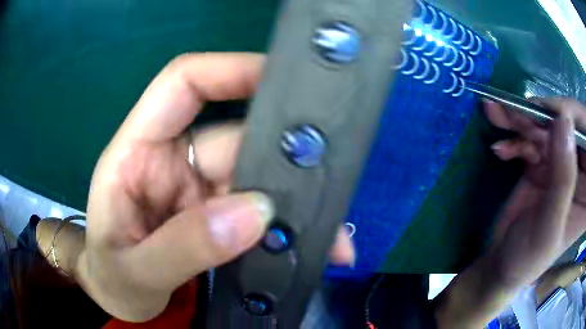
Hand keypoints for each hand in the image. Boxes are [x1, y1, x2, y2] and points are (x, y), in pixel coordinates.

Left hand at [76, 53, 354, 321]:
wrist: (119, 298)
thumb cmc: (111, 279)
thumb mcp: (134, 271)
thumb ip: (182, 247)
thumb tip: (255, 213)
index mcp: (136, 152)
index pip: (183, 83)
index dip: (230, 69)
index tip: (283, 77)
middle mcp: (171, 160)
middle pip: (235, 139)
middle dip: (281, 160)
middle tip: (332, 180)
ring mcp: (197, 189)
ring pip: (255, 179)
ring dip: (294, 206)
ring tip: (334, 237)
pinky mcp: (216, 215)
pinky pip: (259, 214)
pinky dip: (288, 230)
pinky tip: (317, 248)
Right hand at [485, 98, 582, 282]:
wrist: (501, 265)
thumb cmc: (529, 258)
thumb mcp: (549, 226)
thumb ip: (563, 179)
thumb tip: (564, 121)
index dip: (577, 119)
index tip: (556, 116)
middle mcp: (578, 171)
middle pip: (569, 126)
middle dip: (543, 116)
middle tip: (516, 114)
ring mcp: (561, 164)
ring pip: (547, 126)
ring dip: (522, 121)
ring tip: (499, 117)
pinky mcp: (543, 161)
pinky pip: (531, 137)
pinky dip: (514, 139)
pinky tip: (500, 150)